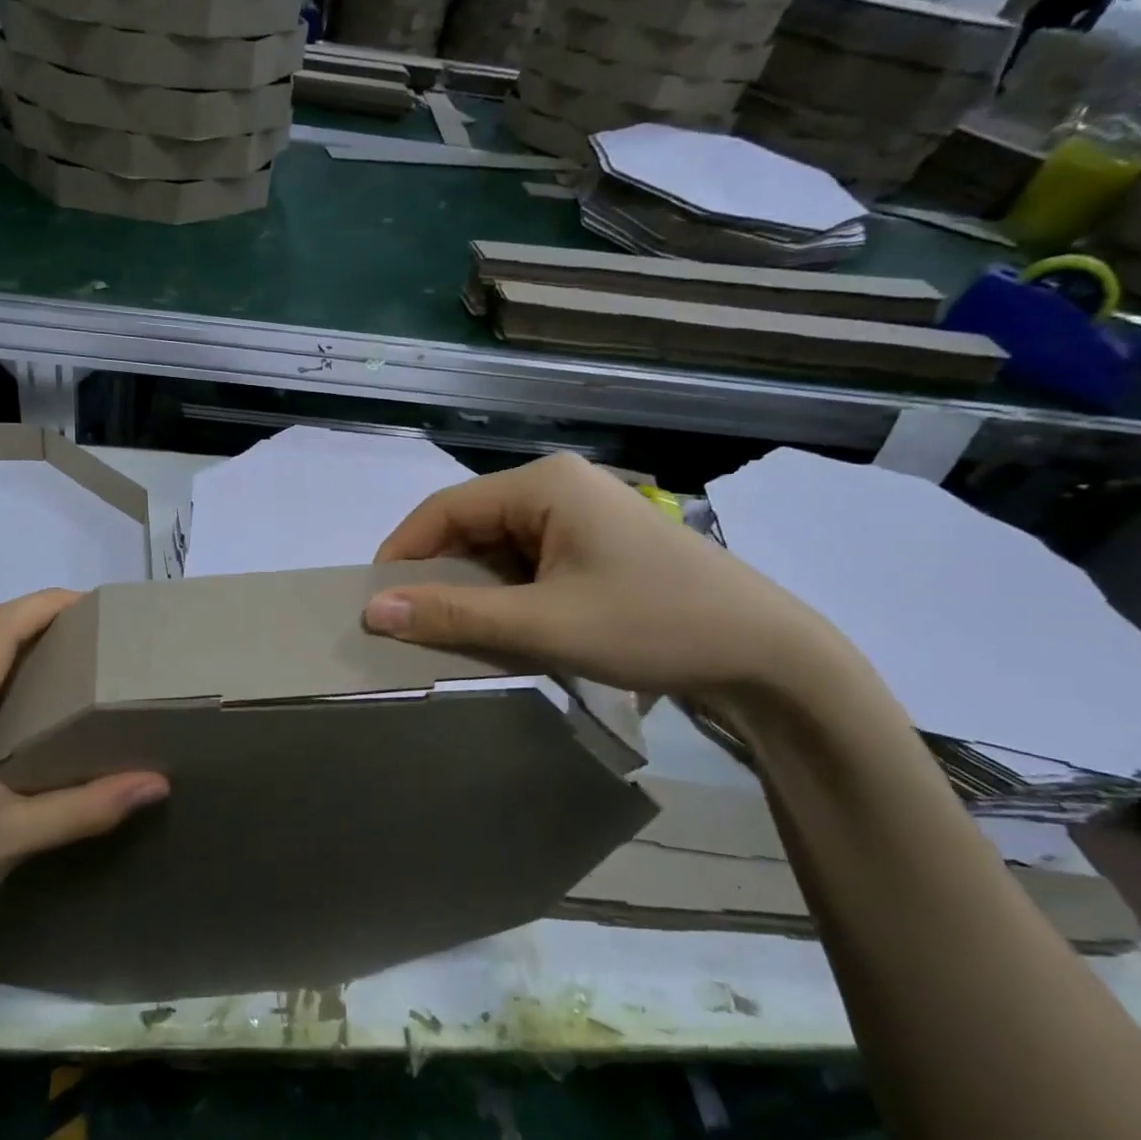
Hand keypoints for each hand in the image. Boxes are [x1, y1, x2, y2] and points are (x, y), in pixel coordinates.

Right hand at [363, 453, 849, 699]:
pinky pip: (526, 562)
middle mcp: (556, 486)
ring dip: (471, 590)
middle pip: (469, 526)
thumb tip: (372, 611)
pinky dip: (505, 595)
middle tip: (409, 627)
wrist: (768, 655)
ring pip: (496, 548)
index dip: (401, 554)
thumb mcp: (542, 625)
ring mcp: (579, 514)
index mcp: (542, 484)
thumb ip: (453, 616)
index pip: (443, 509)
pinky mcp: (593, 543)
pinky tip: (502, 629)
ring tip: (451, 634)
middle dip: (437, 576)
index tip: (373, 602)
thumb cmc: (653, 626)